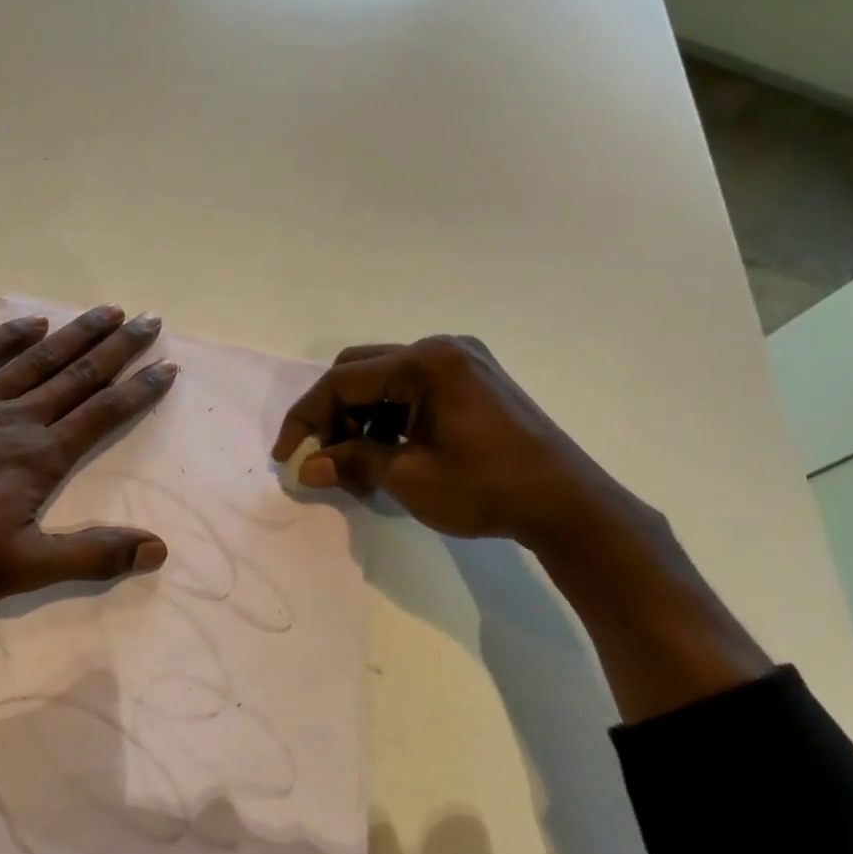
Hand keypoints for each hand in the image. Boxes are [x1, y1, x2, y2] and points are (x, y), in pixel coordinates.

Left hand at [0, 305, 177, 608]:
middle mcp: (13, 418)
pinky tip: (28, 322)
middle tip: (149, 319)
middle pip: (76, 375)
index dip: (139, 390)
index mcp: (39, 457)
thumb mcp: (22, 568)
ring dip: (73, 333)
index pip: (102, 415)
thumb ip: (91, 555)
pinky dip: (3, 336)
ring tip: (105, 310)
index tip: (168, 365)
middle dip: (117, 348)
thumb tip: (158, 548)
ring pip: (33, 359)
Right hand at [271, 335, 634, 553]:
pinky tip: (388, 450)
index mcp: (425, 363)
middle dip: (331, 413)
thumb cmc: (485, 488)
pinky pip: (412, 388)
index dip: (305, 417)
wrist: (567, 504)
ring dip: (359, 417)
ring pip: (384, 380)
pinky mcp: (474, 379)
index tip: (286, 455)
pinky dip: (389, 416)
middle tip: (321, 455)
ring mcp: (462, 361)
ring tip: (356, 461)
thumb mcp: (408, 477)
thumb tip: (307, 466)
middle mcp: (441, 349)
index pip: (343, 381)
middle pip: (360, 371)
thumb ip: (352, 462)